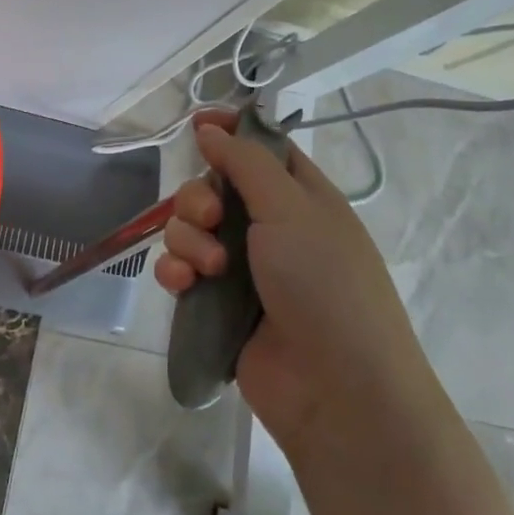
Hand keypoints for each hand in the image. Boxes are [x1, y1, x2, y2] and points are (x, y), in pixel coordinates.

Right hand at [155, 112, 420, 450]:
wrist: (337, 390)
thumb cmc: (325, 284)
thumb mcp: (292, 209)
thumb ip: (246, 163)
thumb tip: (212, 128)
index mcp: (301, 196)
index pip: (261, 147)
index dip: (230, 131)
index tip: (196, 123)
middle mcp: (271, 227)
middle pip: (214, 187)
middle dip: (200, 197)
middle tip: (213, 218)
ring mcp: (243, 268)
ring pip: (191, 228)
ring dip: (188, 239)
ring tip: (209, 268)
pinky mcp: (218, 305)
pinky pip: (181, 270)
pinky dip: (176, 271)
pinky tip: (181, 284)